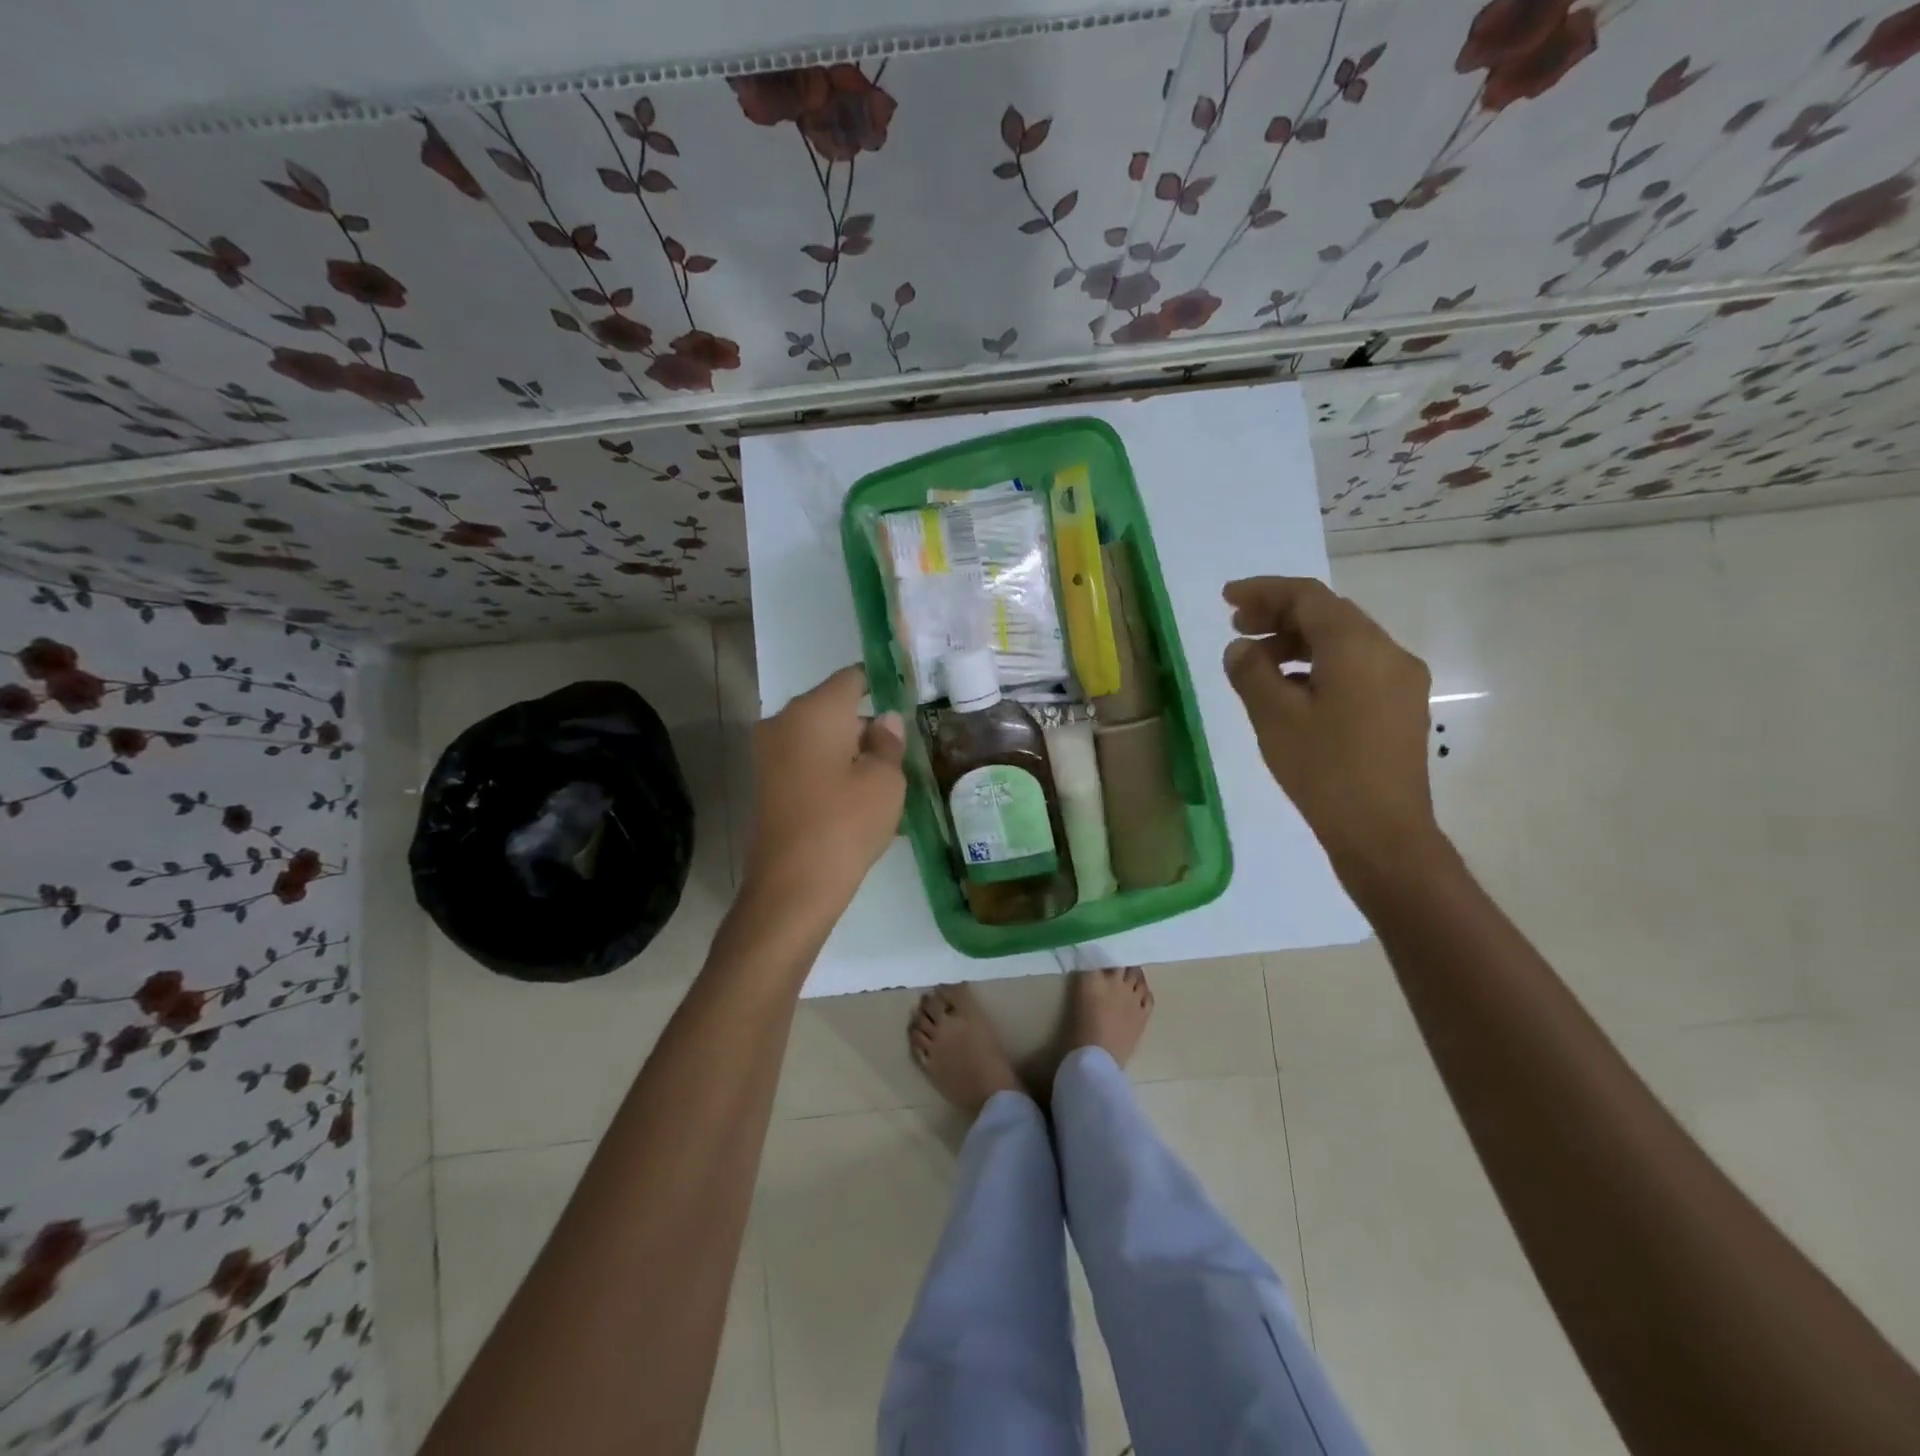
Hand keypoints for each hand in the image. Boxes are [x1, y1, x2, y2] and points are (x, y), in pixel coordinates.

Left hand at [742, 665, 905, 907]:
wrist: (792, 886)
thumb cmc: (846, 824)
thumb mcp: (885, 781)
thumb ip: (889, 742)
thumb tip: (884, 721)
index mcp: (815, 709)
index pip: (853, 678)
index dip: (881, 686)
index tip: (906, 703)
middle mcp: (784, 720)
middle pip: (833, 707)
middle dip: (865, 723)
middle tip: (899, 751)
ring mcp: (769, 751)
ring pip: (819, 736)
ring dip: (848, 749)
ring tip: (881, 779)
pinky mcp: (765, 781)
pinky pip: (805, 760)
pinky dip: (829, 768)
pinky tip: (854, 797)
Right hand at [1221, 576, 1439, 874]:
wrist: (1382, 832)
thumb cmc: (1324, 770)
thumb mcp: (1274, 717)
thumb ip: (1251, 672)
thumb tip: (1241, 648)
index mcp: (1357, 646)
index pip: (1307, 597)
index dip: (1264, 591)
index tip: (1227, 599)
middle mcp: (1387, 652)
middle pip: (1329, 615)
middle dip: (1280, 615)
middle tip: (1238, 629)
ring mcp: (1400, 681)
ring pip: (1343, 642)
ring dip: (1298, 642)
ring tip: (1257, 662)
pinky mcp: (1400, 707)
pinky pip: (1355, 667)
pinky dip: (1318, 665)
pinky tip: (1290, 691)